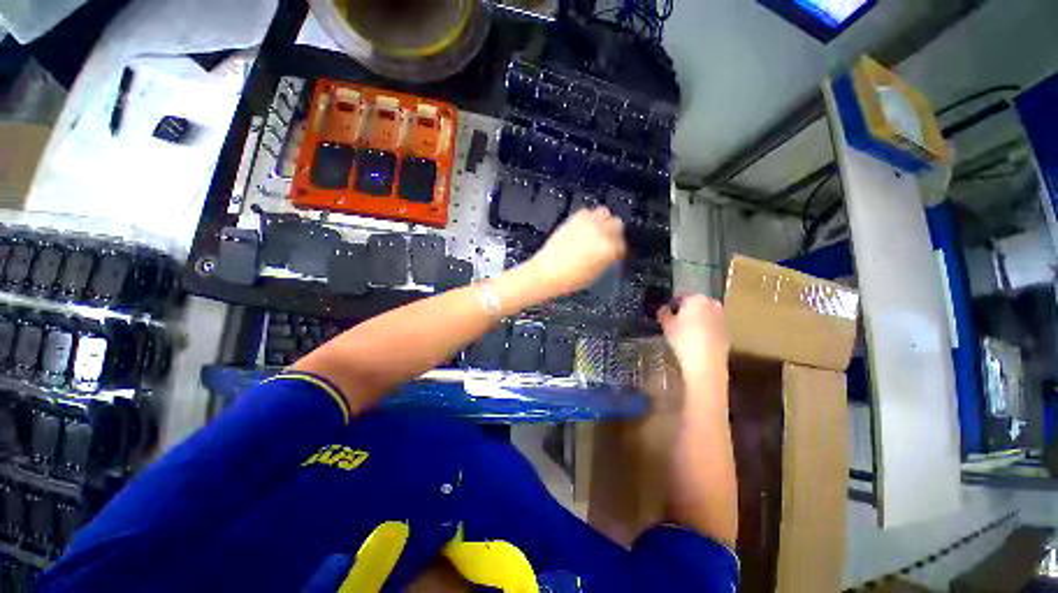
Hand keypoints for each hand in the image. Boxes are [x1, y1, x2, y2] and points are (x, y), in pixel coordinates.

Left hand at [526, 207, 626, 297]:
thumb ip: (608, 258)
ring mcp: (587, 223)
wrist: (547, 272)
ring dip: (602, 221)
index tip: (615, 251)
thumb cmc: (569, 278)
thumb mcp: (597, 273)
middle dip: (614, 233)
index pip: (623, 244)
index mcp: (610, 249)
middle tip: (607, 240)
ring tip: (596, 232)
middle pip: (617, 224)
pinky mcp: (574, 218)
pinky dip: (588, 218)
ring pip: (605, 213)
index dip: (619, 249)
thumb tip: (612, 252)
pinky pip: (587, 212)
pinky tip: (584, 229)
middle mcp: (601, 232)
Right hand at [657, 295, 729, 383]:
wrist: (706, 363)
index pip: (680, 297)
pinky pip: (711, 327)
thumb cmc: (683, 339)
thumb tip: (664, 309)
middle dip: (686, 311)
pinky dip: (704, 330)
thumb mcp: (666, 325)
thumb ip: (664, 313)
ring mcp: (722, 318)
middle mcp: (712, 304)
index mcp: (697, 298)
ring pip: (704, 315)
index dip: (671, 305)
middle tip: (675, 322)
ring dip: (696, 321)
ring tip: (684, 332)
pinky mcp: (727, 332)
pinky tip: (695, 341)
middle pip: (695, 305)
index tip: (665, 314)